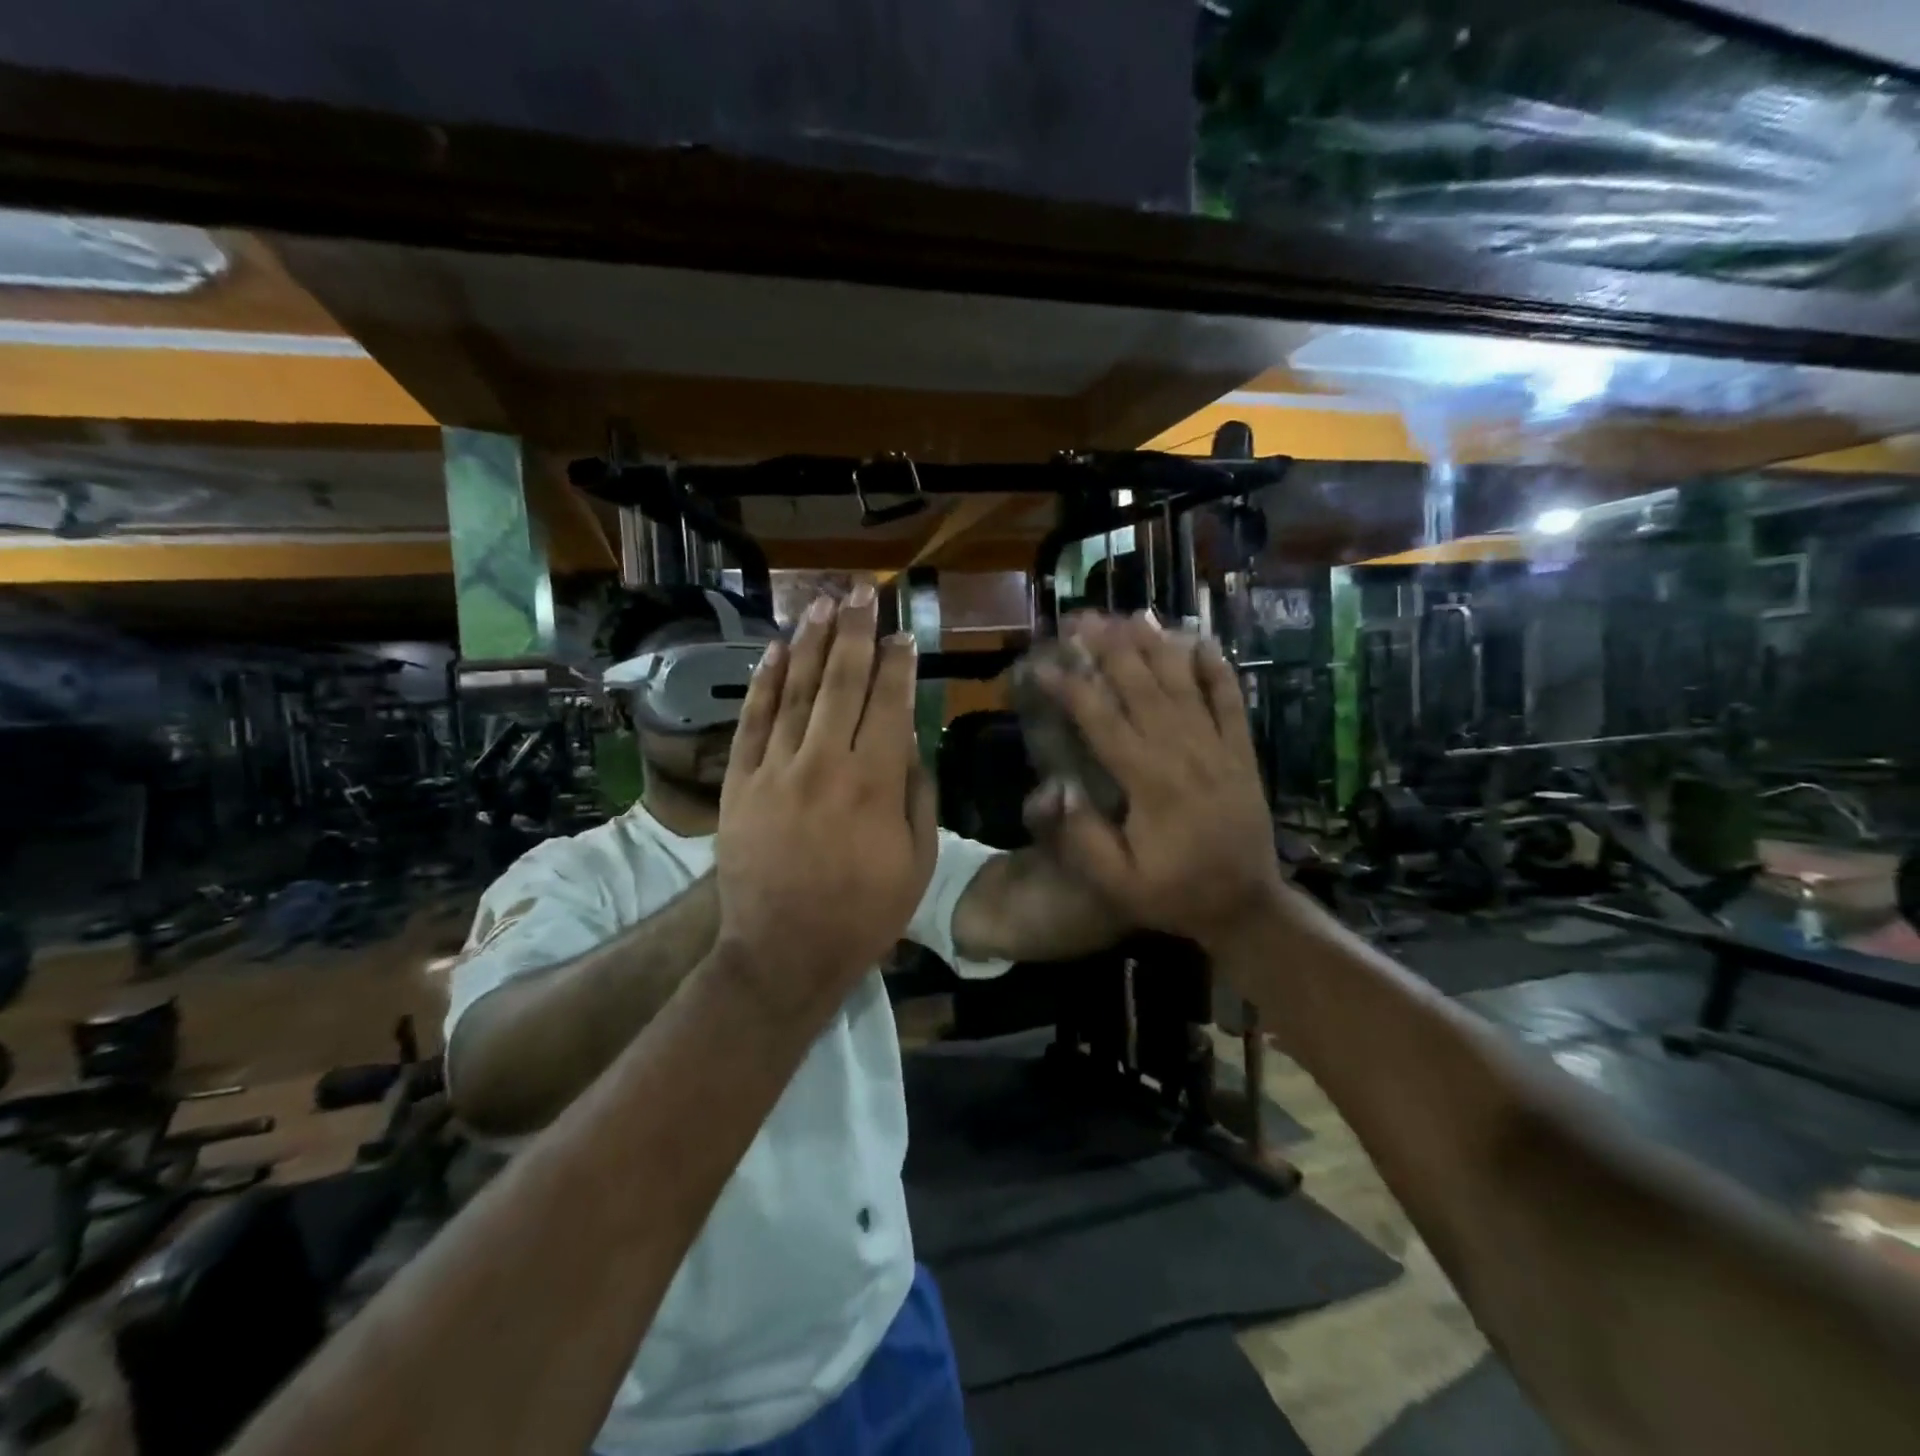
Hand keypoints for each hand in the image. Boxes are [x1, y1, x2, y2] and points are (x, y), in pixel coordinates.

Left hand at [715, 586, 936, 1018]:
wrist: (783, 953)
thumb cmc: (863, 914)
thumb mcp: (918, 862)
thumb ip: (918, 796)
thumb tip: (910, 743)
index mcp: (875, 784)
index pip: (889, 705)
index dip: (897, 664)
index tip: (902, 634)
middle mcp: (825, 765)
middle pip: (842, 683)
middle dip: (855, 633)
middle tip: (861, 593)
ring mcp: (775, 771)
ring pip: (797, 692)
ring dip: (812, 644)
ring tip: (823, 605)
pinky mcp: (739, 784)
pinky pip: (752, 722)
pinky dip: (765, 683)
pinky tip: (777, 651)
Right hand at [1027, 614, 1283, 948]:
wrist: (1246, 906)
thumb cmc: (1174, 894)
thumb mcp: (1117, 884)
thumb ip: (1083, 839)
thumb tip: (1059, 787)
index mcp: (1148, 781)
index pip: (1101, 720)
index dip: (1070, 687)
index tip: (1042, 664)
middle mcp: (1183, 752)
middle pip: (1142, 687)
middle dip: (1109, 648)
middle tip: (1082, 618)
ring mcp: (1218, 747)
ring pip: (1183, 684)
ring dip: (1156, 645)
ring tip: (1131, 614)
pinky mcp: (1241, 752)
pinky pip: (1232, 701)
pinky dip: (1217, 669)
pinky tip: (1201, 640)